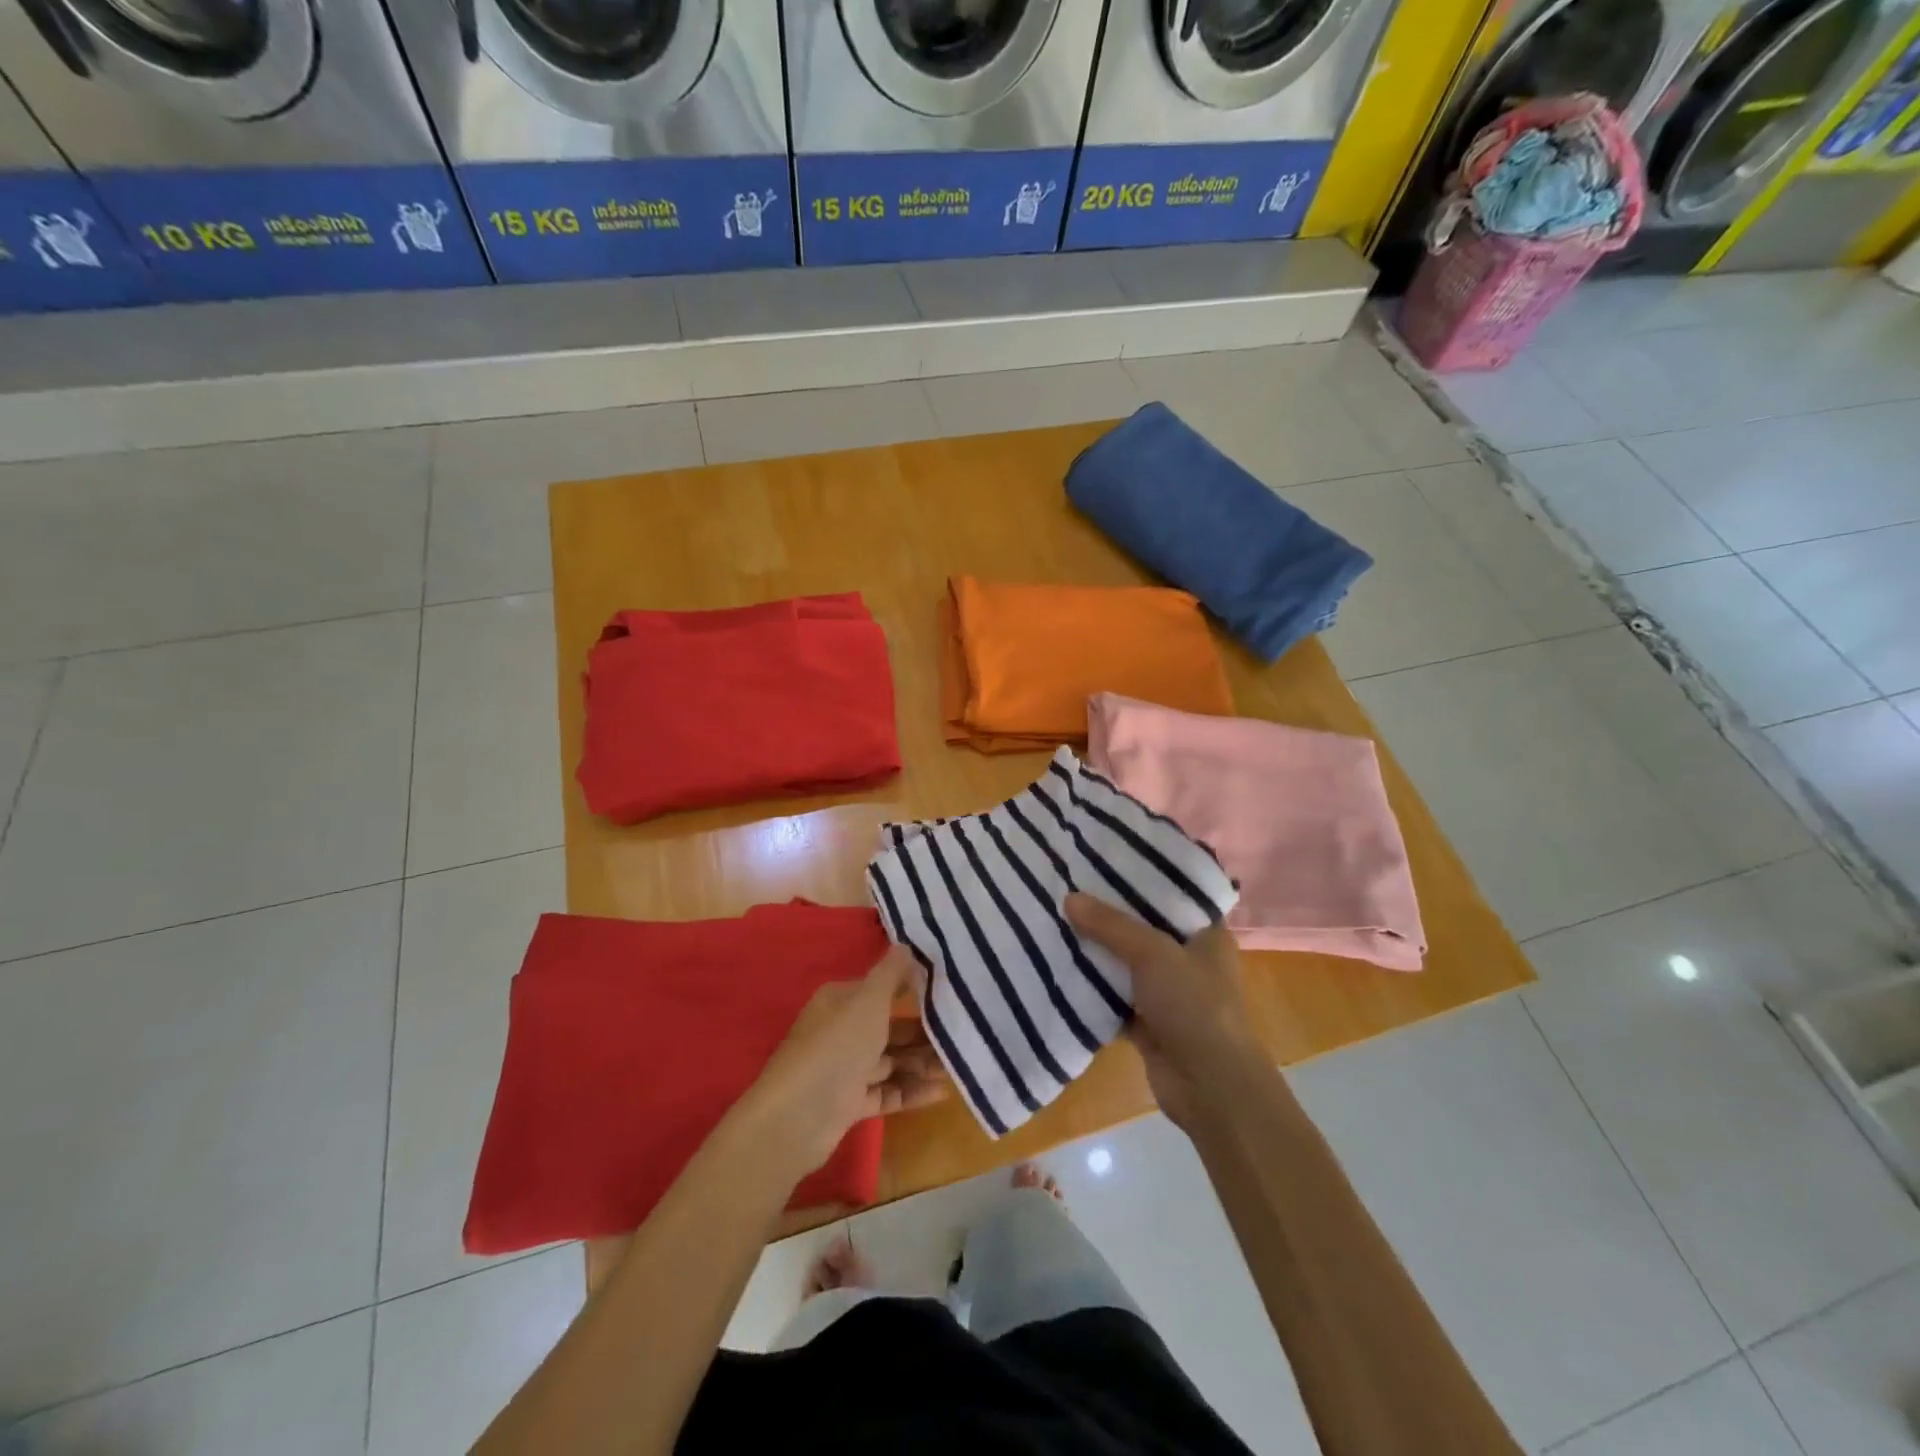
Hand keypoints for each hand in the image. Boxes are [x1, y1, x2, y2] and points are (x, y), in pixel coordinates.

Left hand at [739, 948, 947, 1175]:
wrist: (797, 1116)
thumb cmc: (837, 1046)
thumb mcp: (868, 1000)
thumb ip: (891, 973)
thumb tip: (907, 944)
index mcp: (841, 1001)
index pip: (881, 989)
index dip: (912, 989)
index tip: (949, 992)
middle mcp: (841, 1030)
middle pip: (890, 1027)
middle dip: (924, 1032)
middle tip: (961, 1034)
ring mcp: (845, 1069)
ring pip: (891, 1061)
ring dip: (922, 1062)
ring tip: (959, 1065)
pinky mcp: (849, 1103)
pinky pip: (887, 1092)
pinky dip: (912, 1091)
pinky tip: (942, 1092)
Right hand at [1065, 894, 1263, 1130]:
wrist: (1211, 1088)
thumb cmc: (1195, 1006)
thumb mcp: (1153, 953)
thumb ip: (1111, 925)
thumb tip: (1069, 898)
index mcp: (1205, 933)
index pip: (1172, 893)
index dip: (1142, 875)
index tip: (1104, 857)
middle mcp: (1188, 957)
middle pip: (1143, 926)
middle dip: (1109, 912)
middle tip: (1068, 884)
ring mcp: (1167, 991)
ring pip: (1125, 961)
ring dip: (1097, 949)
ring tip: (1056, 918)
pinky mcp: (1147, 1020)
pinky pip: (1113, 995)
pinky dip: (1092, 986)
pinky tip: (1059, 965)